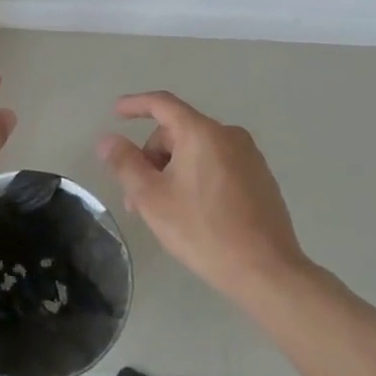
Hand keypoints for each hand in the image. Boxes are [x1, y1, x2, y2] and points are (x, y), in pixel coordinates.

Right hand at [96, 91, 311, 305]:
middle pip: (178, 132)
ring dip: (172, 171)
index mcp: (202, 133)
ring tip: (162, 210)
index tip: (116, 112)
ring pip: (197, 151)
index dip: (135, 105)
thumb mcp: (152, 198)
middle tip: (137, 196)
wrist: (267, 271)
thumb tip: (108, 139)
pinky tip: (193, 212)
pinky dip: (197, 178)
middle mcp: (229, 135)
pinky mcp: (261, 179)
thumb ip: (125, 163)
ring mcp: (250, 157)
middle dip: (152, 157)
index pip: (162, 104)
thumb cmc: (203, 230)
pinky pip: (218, 165)